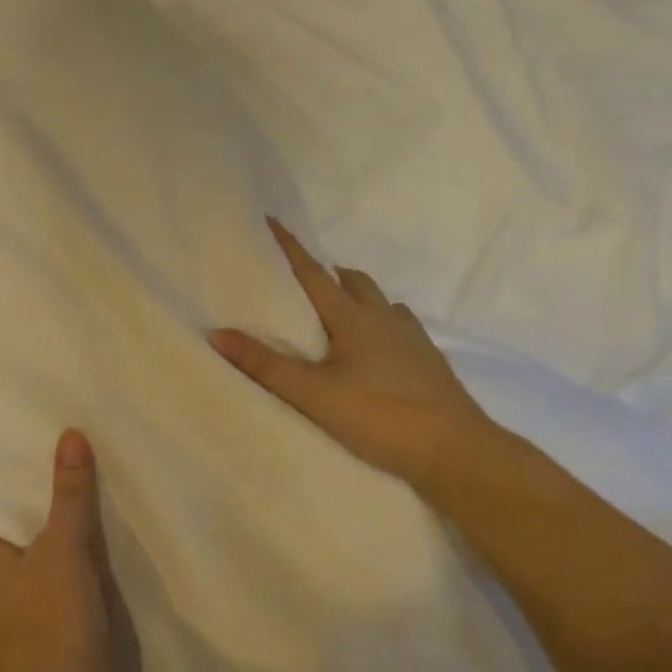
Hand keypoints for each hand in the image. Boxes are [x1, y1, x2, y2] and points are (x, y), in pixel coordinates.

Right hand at [209, 217, 493, 487]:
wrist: (455, 450)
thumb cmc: (380, 415)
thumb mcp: (313, 394)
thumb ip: (265, 365)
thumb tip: (216, 333)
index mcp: (353, 318)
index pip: (313, 273)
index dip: (290, 247)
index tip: (272, 220)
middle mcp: (384, 317)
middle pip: (352, 281)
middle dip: (326, 273)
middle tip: (301, 282)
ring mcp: (412, 337)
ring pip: (379, 301)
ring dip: (355, 296)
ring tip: (334, 314)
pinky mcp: (428, 360)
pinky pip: (399, 324)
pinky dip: (379, 322)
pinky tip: (373, 348)